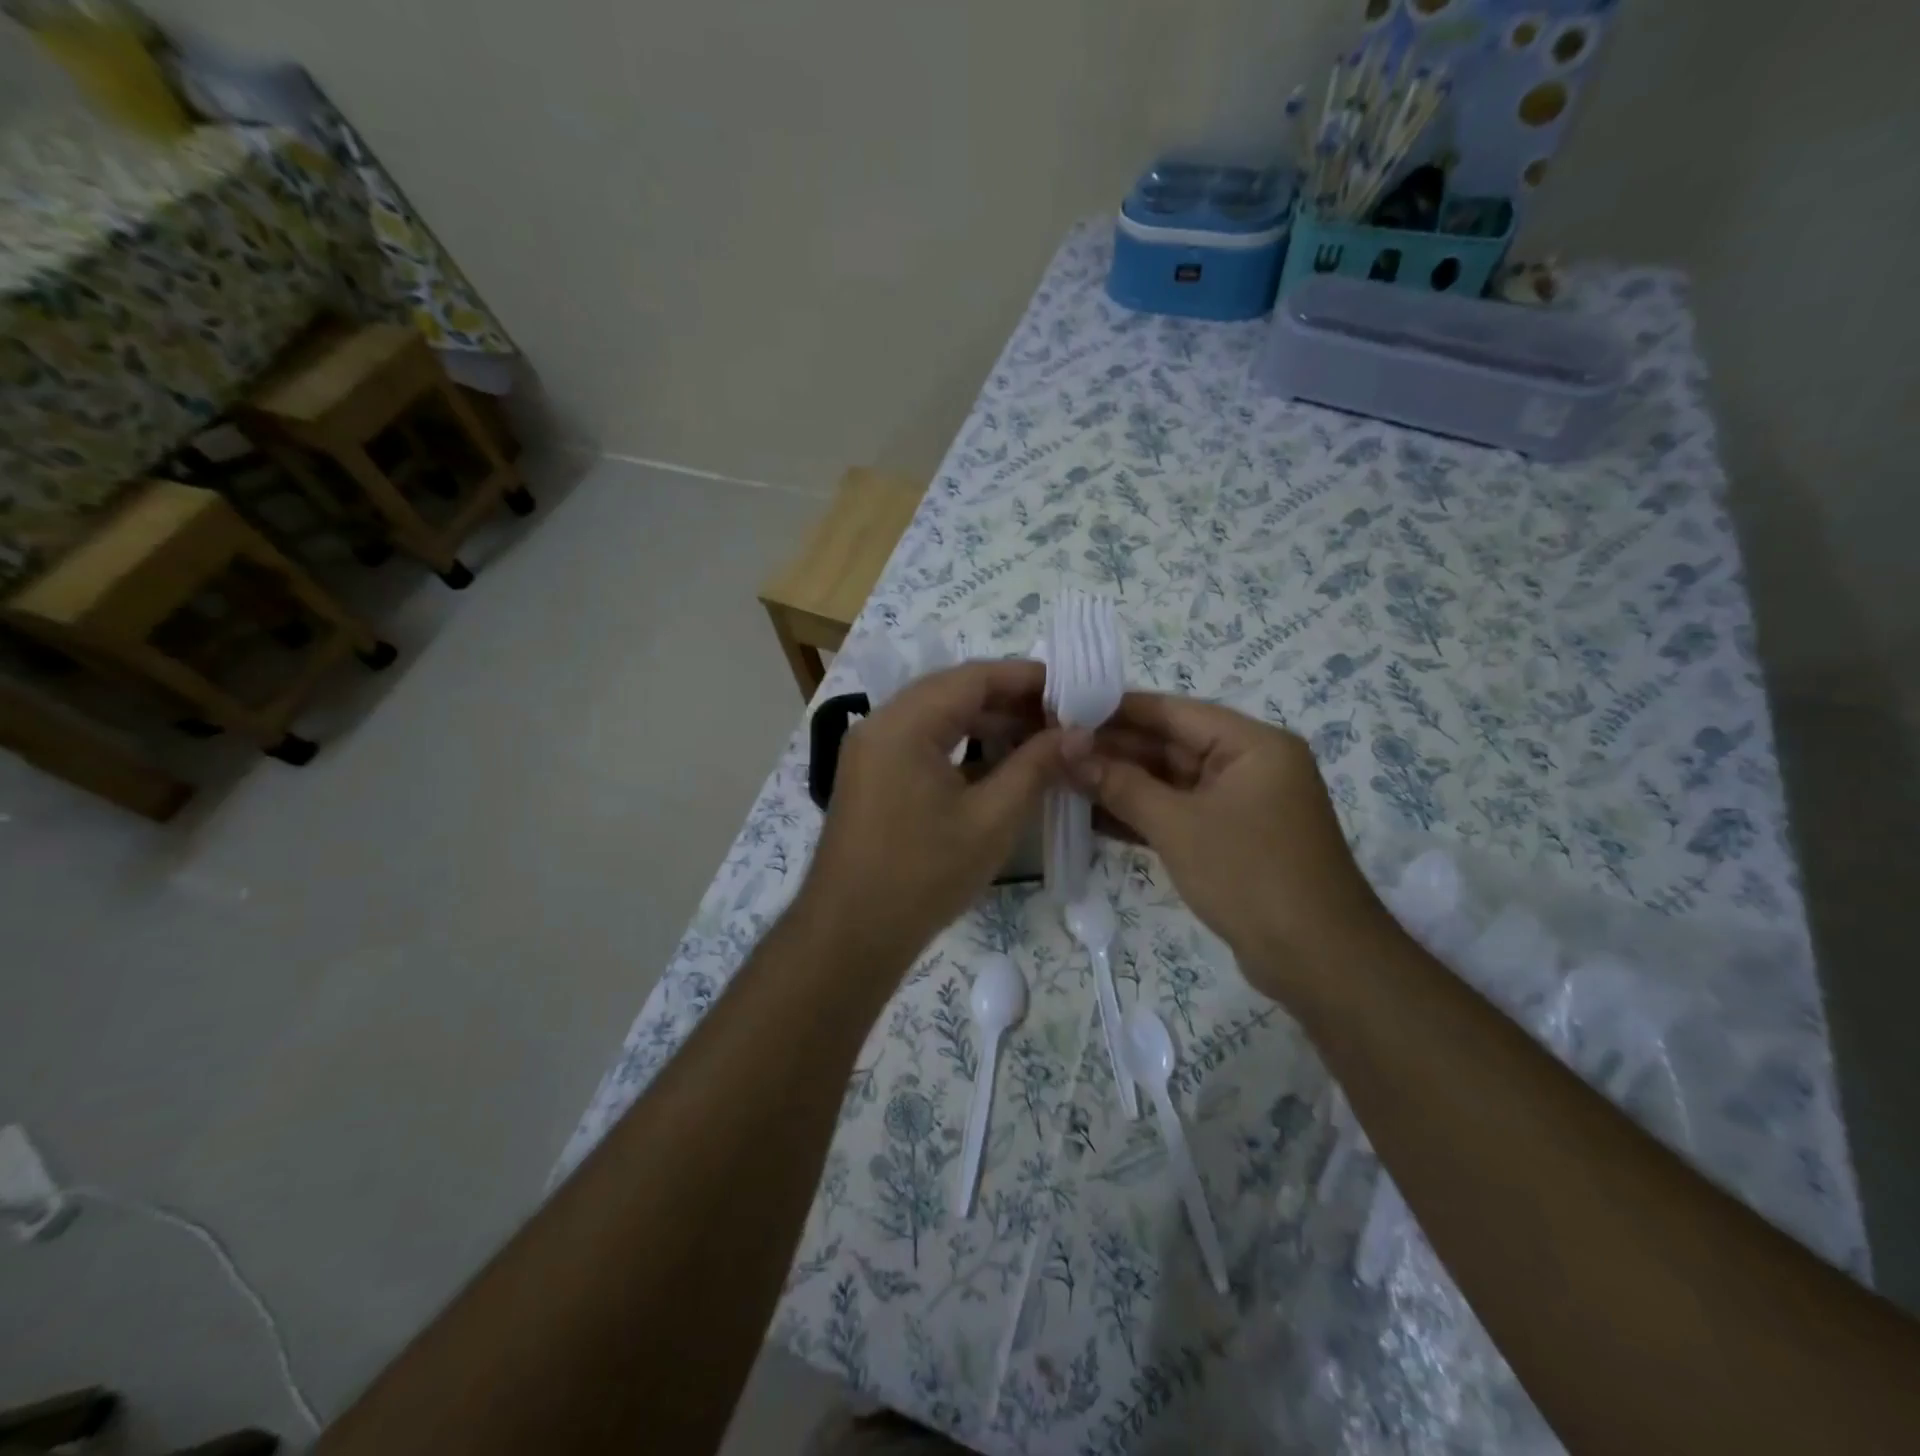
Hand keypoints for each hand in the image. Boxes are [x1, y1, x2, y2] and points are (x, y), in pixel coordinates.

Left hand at [795, 660, 1059, 971]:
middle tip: (1060, 718)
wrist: (851, 934)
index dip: (1025, 678)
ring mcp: (870, 750)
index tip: (1071, 689)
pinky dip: (960, 746)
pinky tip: (997, 765)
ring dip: (985, 724)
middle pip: (952, 692)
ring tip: (1037, 740)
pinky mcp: (871, 775)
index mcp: (904, 724)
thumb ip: (1036, 767)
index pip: (972, 677)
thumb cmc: (924, 875)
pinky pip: (921, 742)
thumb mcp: (992, 819)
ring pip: (936, 718)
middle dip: (1008, 701)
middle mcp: (880, 724)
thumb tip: (1079, 732)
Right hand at [1065, 694, 1387, 1004]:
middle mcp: (1249, 765)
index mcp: (1251, 744)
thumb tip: (1069, 752)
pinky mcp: (1231, 839)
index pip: (1173, 712)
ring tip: (1063, 780)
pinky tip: (1093, 815)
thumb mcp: (1177, 826)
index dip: (1117, 710)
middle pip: (1171, 746)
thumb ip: (1121, 784)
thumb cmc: (1249, 876)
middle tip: (1055, 751)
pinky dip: (1141, 815)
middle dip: (1114, 751)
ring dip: (1122, 784)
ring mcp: (1241, 804)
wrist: (1318, 962)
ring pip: (1171, 783)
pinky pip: (1179, 814)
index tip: (1065, 710)